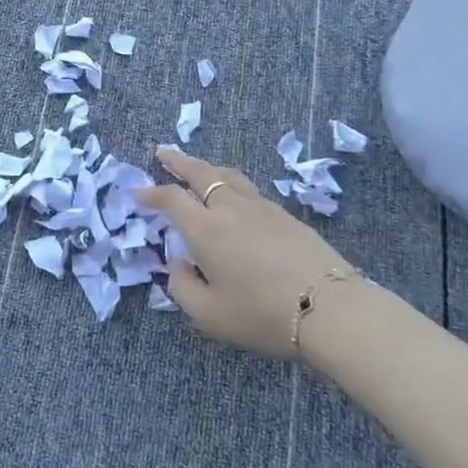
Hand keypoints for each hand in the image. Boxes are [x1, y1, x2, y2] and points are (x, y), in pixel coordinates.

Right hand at [135, 148, 356, 358]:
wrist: (330, 310)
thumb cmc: (261, 314)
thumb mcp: (208, 314)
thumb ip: (182, 287)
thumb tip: (178, 263)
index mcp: (205, 229)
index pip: (171, 198)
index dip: (150, 193)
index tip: (137, 193)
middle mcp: (230, 208)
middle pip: (200, 172)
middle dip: (177, 161)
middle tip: (162, 152)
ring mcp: (262, 208)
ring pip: (228, 176)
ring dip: (206, 168)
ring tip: (197, 168)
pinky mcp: (287, 216)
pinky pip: (249, 190)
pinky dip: (230, 185)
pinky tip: (233, 197)